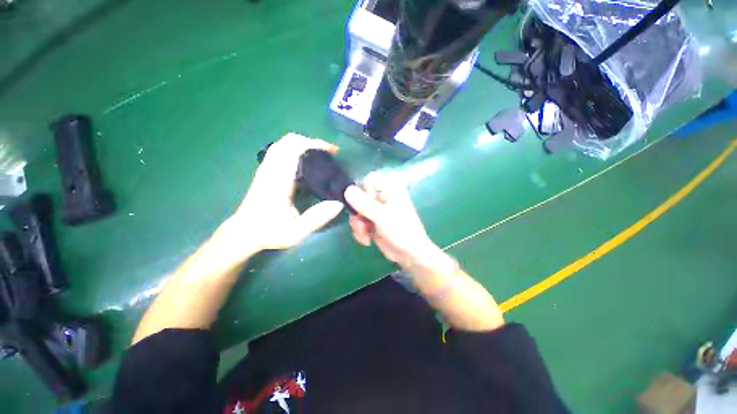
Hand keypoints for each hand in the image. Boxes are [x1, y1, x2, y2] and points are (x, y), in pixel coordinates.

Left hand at [226, 133, 344, 254]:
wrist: (244, 233)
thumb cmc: (269, 232)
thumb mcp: (295, 232)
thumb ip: (316, 219)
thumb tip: (338, 204)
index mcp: (278, 179)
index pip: (295, 149)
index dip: (315, 144)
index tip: (333, 151)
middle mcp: (271, 169)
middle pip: (289, 141)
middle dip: (311, 142)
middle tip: (329, 153)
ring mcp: (266, 169)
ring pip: (284, 144)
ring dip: (304, 144)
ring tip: (320, 156)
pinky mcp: (266, 172)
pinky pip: (281, 151)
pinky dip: (296, 150)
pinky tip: (306, 163)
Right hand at [344, 172, 437, 265]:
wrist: (410, 254)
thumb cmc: (402, 232)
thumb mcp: (383, 217)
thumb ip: (364, 204)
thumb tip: (347, 189)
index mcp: (390, 190)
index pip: (369, 179)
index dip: (364, 191)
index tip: (366, 205)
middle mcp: (382, 198)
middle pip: (359, 197)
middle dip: (357, 213)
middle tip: (361, 225)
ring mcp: (376, 210)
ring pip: (356, 210)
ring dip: (357, 225)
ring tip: (365, 236)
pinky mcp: (372, 222)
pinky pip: (358, 221)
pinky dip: (360, 231)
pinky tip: (366, 241)